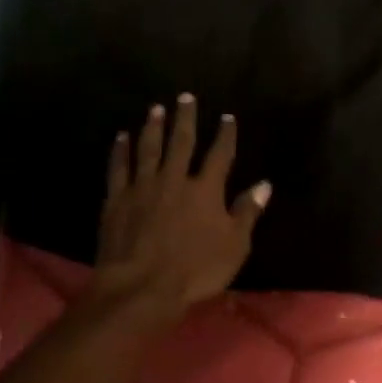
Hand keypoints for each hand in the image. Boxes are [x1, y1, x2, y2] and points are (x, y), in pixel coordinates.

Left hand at [93, 94, 270, 329]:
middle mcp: (174, 179)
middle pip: (181, 141)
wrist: (142, 286)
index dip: (225, 135)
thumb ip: (247, 212)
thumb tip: (264, 185)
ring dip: (153, 127)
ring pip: (149, 148)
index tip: (227, 118)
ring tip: (156, 109)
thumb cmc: (196, 270)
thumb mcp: (234, 246)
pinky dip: (121, 150)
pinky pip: (119, 167)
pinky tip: (122, 137)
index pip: (220, 155)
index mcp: (206, 190)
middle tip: (185, 97)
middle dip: (185, 118)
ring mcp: (142, 186)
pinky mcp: (117, 199)